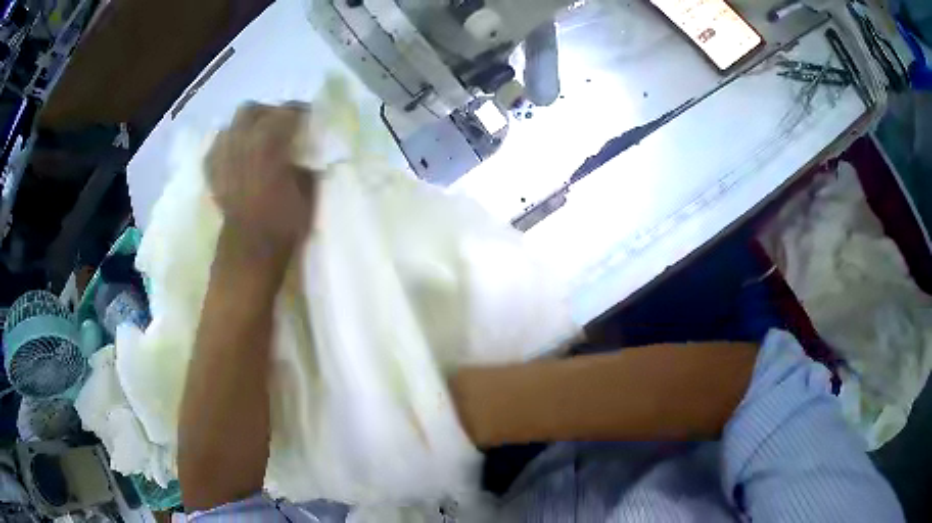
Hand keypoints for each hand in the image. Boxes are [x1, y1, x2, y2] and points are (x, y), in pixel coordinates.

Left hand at [207, 102, 317, 256]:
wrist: (249, 251)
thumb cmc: (282, 222)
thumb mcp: (307, 191)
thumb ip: (304, 163)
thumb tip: (302, 154)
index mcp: (269, 141)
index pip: (287, 111)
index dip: (300, 112)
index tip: (308, 119)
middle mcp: (242, 140)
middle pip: (252, 109)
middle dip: (267, 113)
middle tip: (279, 125)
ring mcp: (223, 155)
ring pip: (231, 125)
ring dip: (245, 127)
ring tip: (255, 140)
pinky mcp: (212, 171)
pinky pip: (217, 146)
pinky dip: (228, 145)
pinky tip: (236, 155)